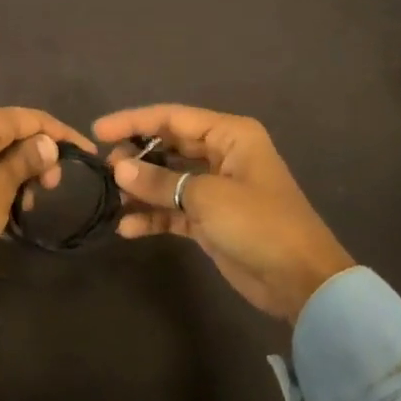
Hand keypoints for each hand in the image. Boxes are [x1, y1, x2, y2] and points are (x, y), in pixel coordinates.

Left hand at [0, 106, 94, 290]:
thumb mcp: (1, 188)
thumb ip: (27, 162)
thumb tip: (49, 142)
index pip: (35, 119)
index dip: (64, 135)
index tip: (88, 155)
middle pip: (18, 133)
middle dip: (41, 158)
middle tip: (51, 188)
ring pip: (3, 151)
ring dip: (22, 174)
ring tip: (28, 204)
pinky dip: (3, 181)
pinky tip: (10, 206)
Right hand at [95, 105, 353, 321]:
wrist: (302, 282)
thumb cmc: (259, 224)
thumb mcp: (207, 198)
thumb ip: (160, 181)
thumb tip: (118, 169)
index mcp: (229, 135)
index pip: (172, 118)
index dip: (133, 121)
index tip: (98, 131)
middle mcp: (221, 154)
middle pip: (168, 145)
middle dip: (136, 156)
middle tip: (105, 169)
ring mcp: (216, 188)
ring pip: (168, 178)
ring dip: (141, 188)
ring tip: (113, 199)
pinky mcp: (210, 219)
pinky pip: (173, 210)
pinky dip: (152, 216)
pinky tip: (127, 228)